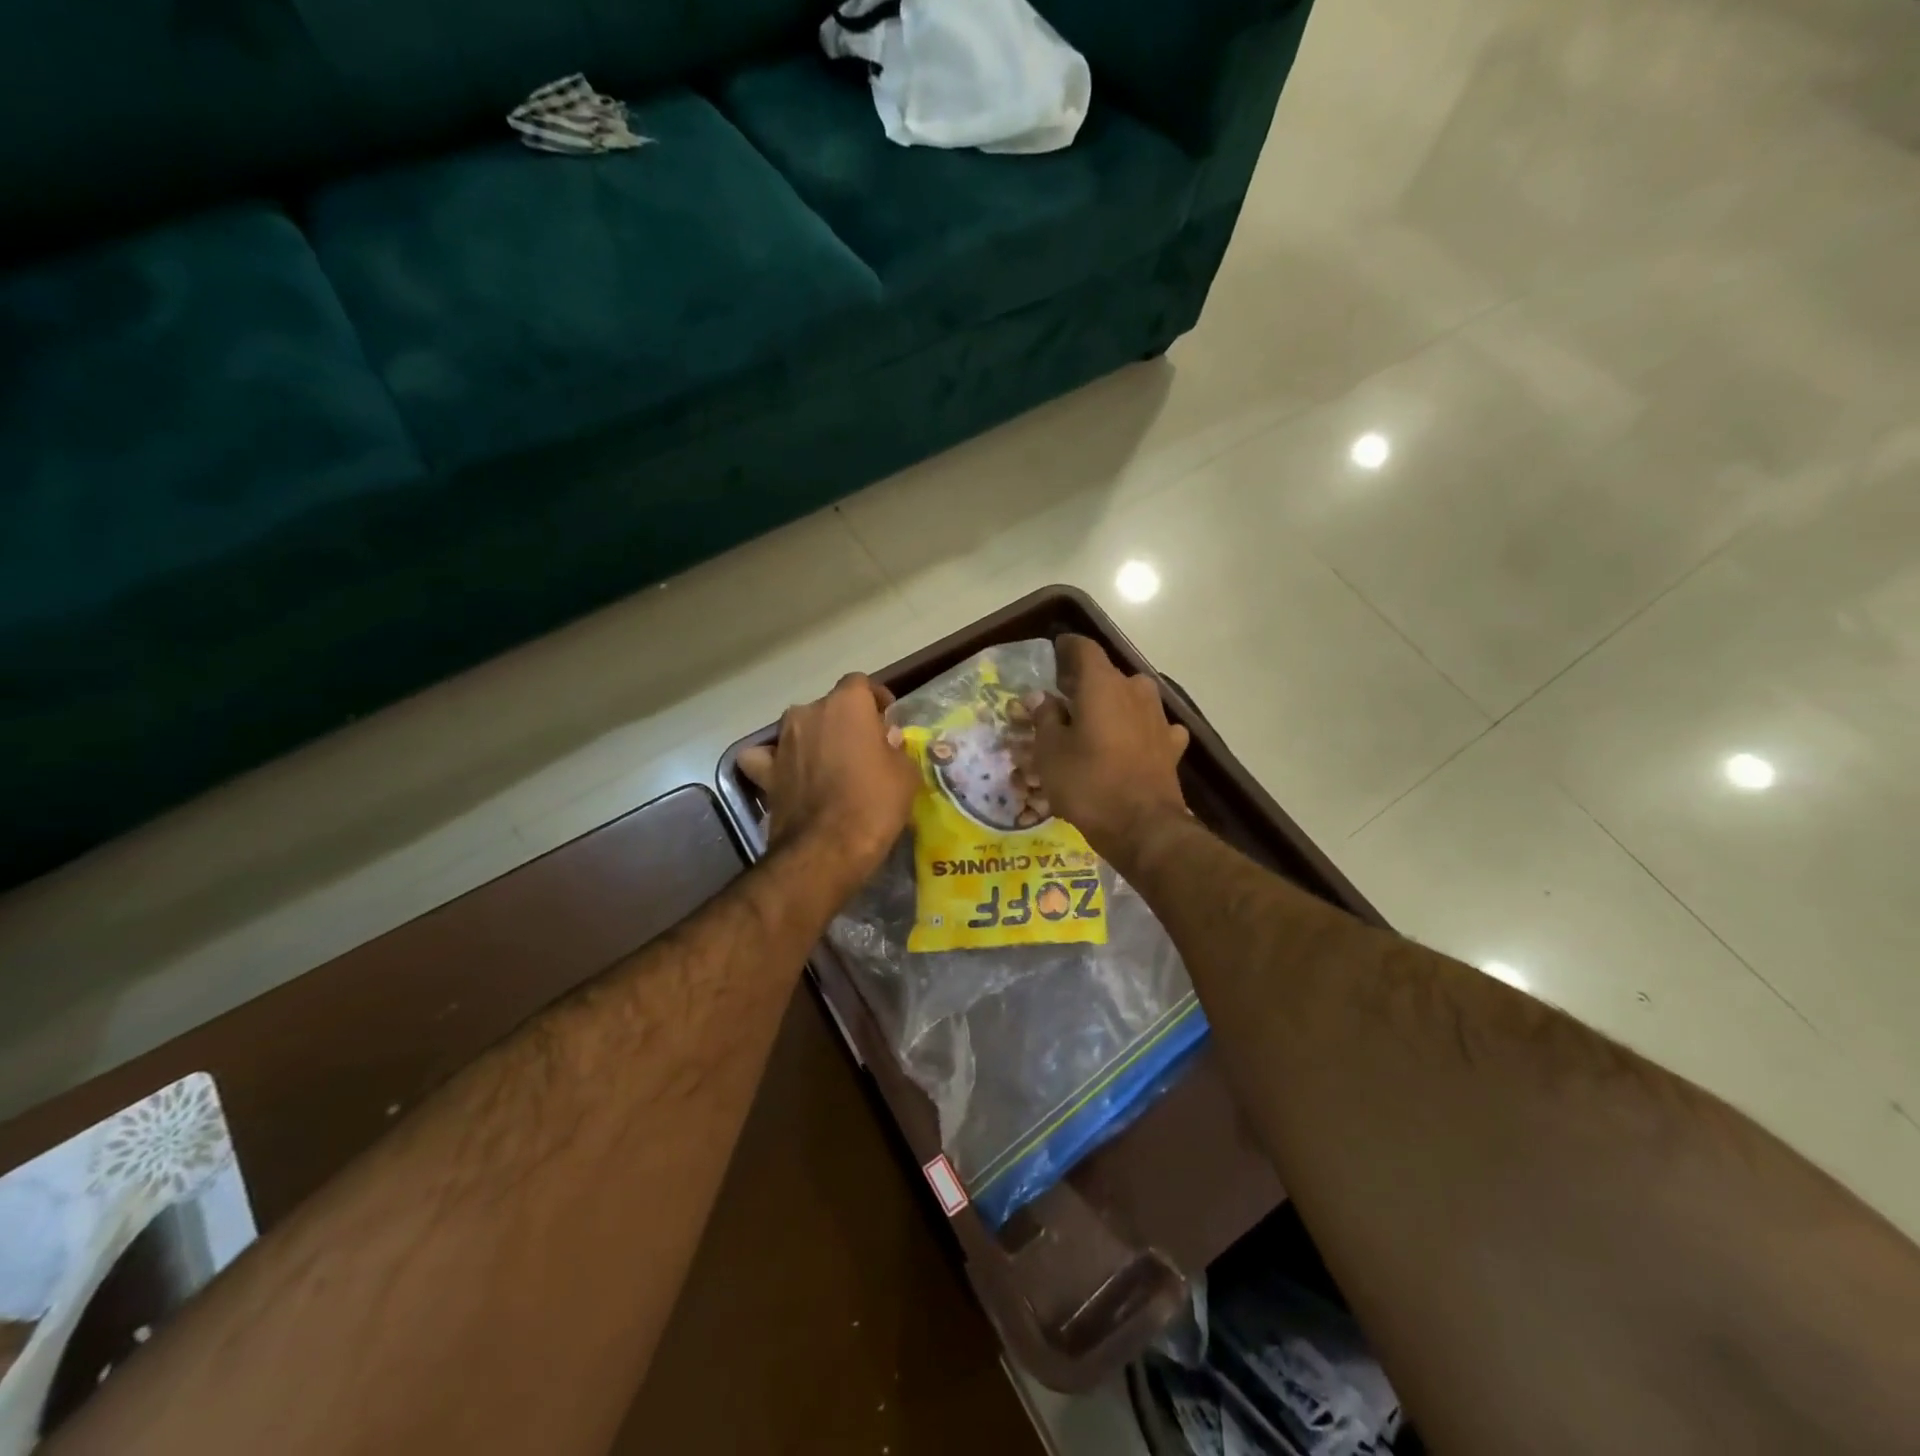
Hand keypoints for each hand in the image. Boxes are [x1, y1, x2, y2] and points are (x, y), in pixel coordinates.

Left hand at [738, 674, 918, 887]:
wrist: (827, 849)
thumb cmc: (875, 804)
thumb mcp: (905, 774)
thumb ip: (895, 748)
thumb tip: (885, 738)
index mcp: (847, 704)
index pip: (860, 683)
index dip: (875, 699)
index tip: (887, 719)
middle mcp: (809, 712)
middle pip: (830, 706)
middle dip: (846, 722)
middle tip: (863, 748)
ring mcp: (782, 741)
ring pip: (800, 727)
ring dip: (814, 739)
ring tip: (829, 764)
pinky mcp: (765, 771)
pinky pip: (766, 756)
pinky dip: (775, 761)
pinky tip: (787, 773)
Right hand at [1033, 635, 1190, 861]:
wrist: (1143, 828)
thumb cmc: (1088, 784)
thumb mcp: (1050, 752)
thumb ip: (1045, 718)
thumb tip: (1043, 699)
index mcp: (1102, 684)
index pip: (1083, 648)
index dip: (1065, 649)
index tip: (1052, 656)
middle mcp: (1135, 690)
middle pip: (1106, 675)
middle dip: (1084, 684)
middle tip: (1062, 701)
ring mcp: (1159, 717)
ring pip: (1129, 699)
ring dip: (1111, 706)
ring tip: (1092, 725)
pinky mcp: (1172, 744)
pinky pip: (1150, 726)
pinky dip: (1136, 729)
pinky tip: (1128, 744)